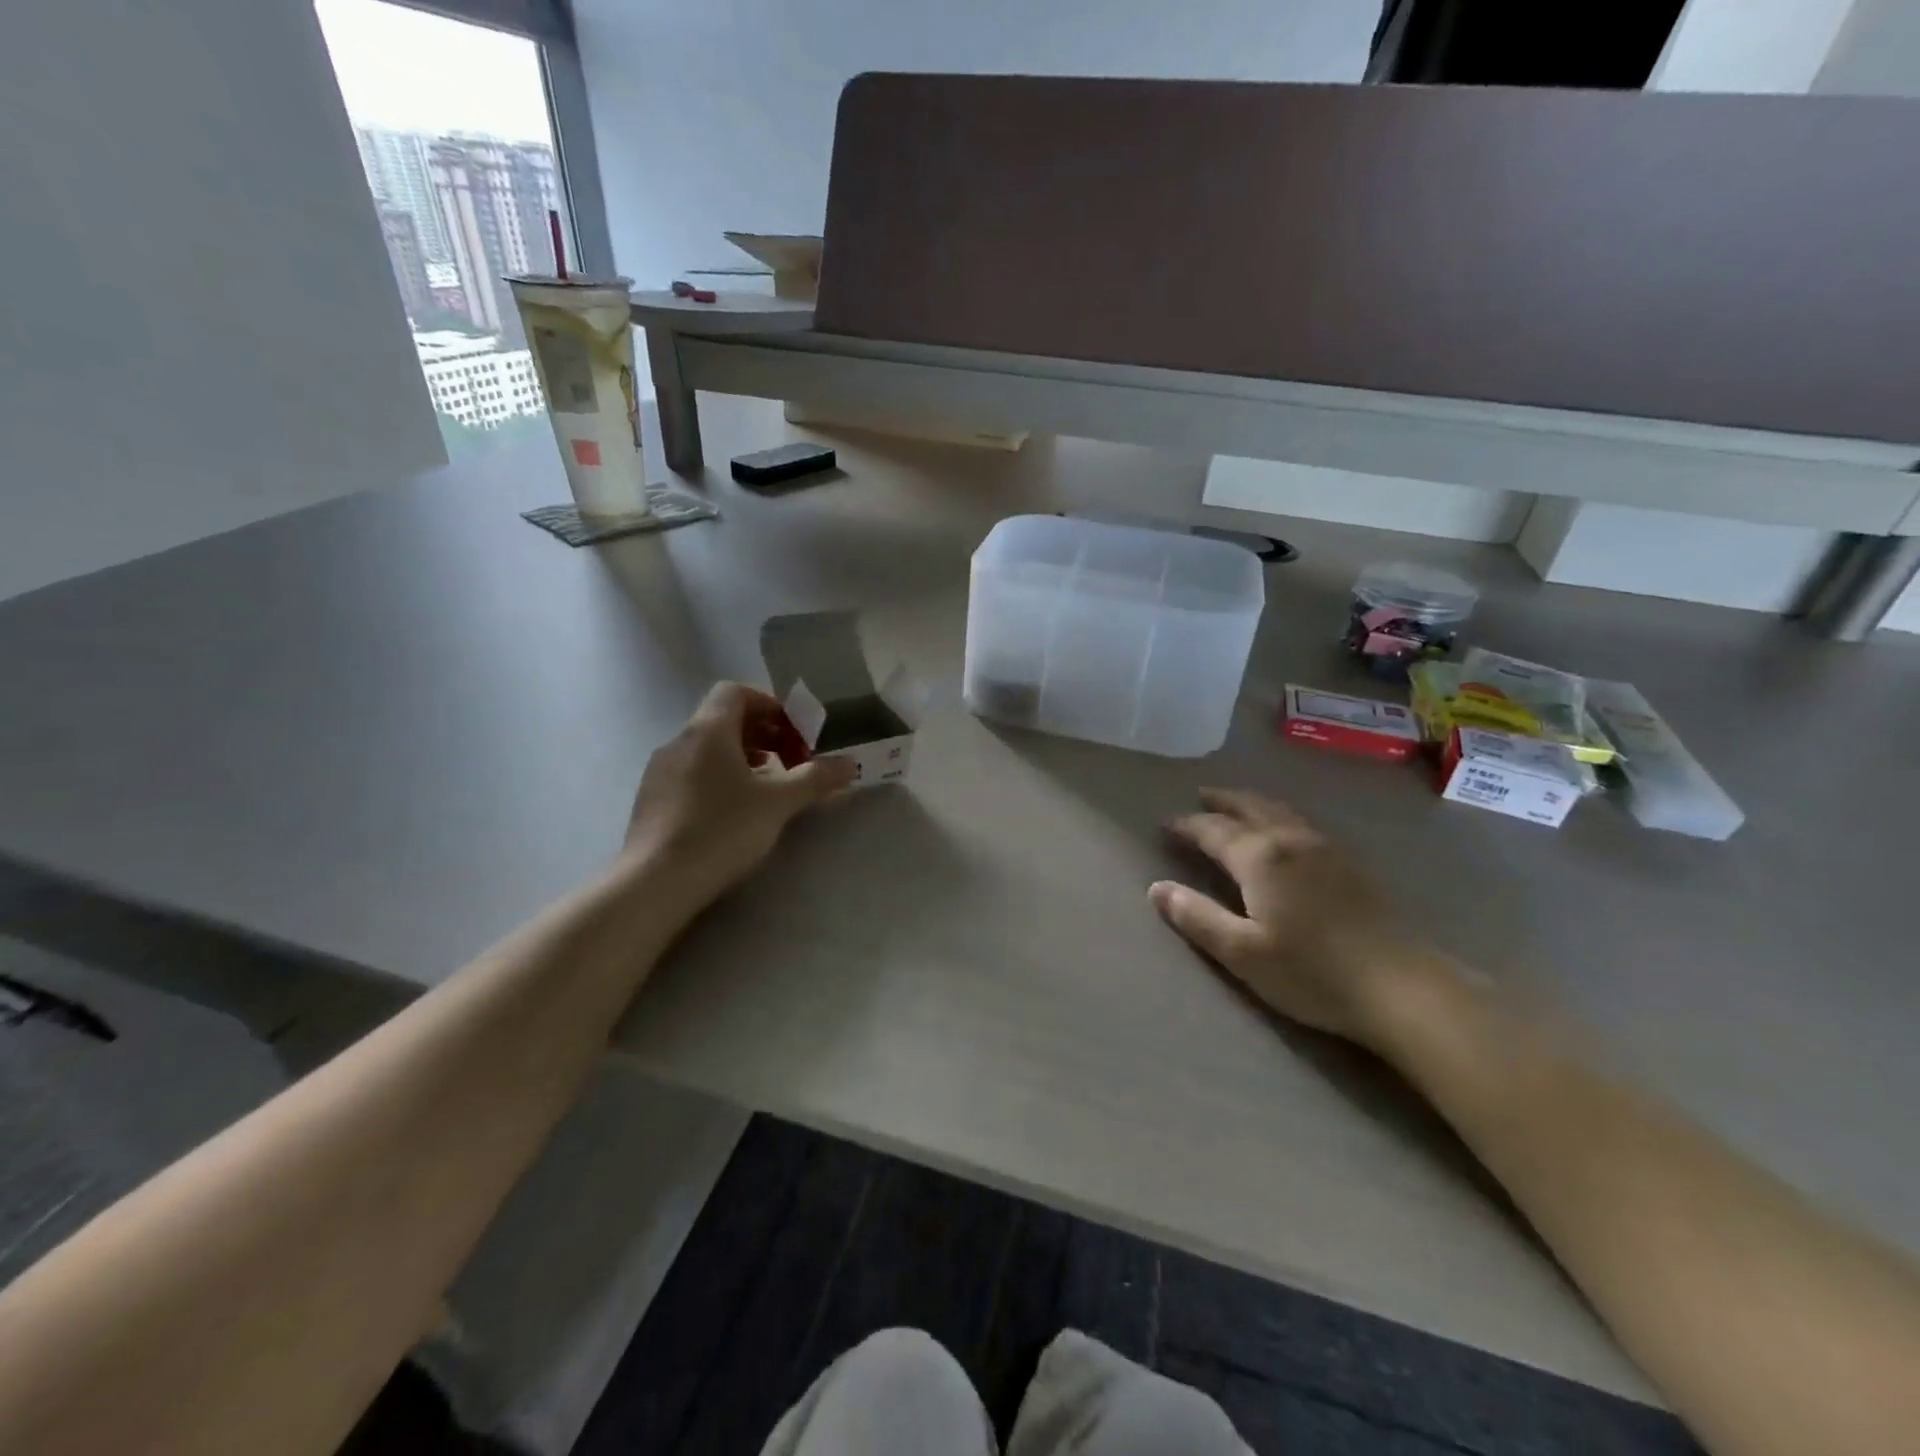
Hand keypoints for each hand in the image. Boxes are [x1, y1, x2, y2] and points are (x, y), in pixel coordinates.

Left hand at [624, 682, 855, 905]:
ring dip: (742, 758)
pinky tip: (734, 813)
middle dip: (763, 735)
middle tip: (791, 762)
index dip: (769, 705)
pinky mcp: (652, 800)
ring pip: (708, 749)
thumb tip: (851, 764)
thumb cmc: (722, 829)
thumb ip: (816, 779)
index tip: (794, 733)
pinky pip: (692, 773)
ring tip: (767, 789)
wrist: (655, 881)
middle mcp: (680, 741)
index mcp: (708, 730)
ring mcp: (660, 771)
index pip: (735, 692)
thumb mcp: (778, 803)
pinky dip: (719, 779)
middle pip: (723, 720)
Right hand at [1150, 789, 1440, 1048]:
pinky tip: (1284, 830)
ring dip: (1252, 802)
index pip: (1213, 830)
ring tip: (1236, 803)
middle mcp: (1291, 841)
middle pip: (1250, 807)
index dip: (1187, 825)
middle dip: (1222, 800)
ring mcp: (1326, 849)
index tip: (1166, 824)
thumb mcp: (1241, 952)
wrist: (1401, 987)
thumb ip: (1196, 917)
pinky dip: (1279, 814)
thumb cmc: (1312, 972)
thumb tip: (1156, 888)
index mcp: (1260, 857)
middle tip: (1200, 796)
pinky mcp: (1351, 864)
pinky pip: (1302, 822)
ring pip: (1281, 811)